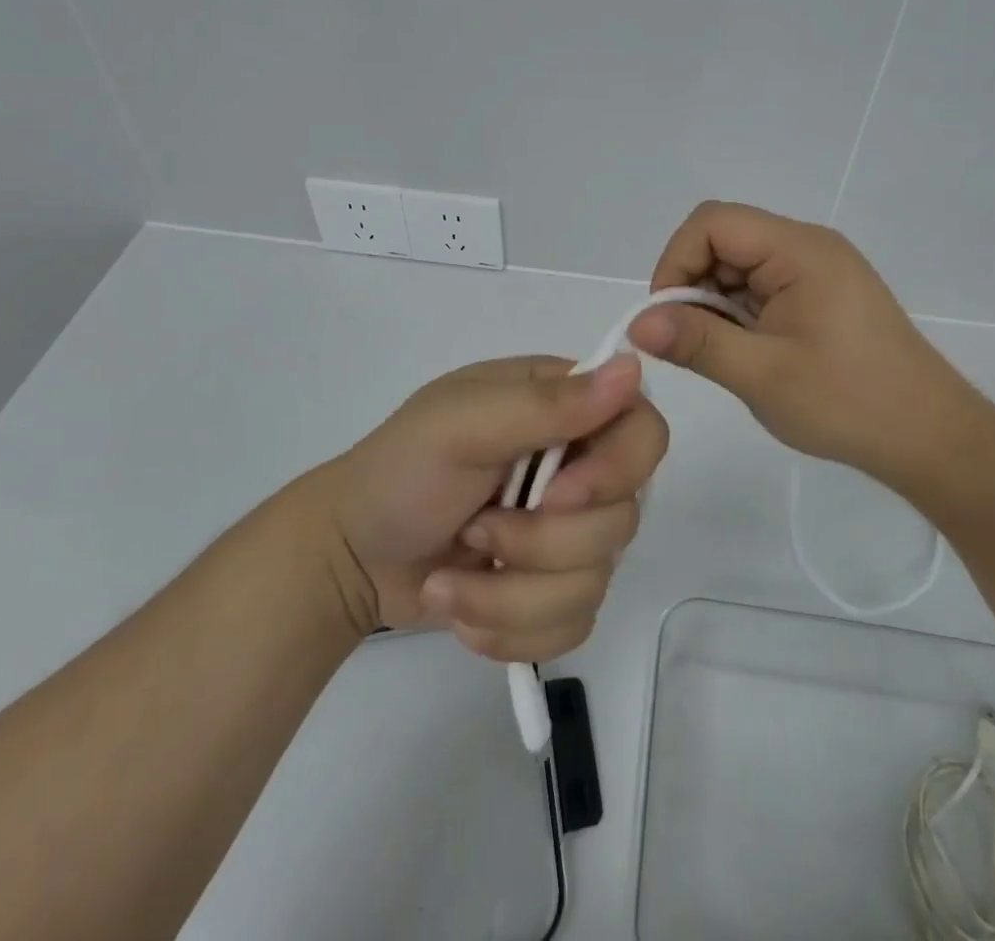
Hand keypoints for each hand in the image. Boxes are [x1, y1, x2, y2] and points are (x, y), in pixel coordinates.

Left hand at [311, 354, 666, 661]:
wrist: (351, 556)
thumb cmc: (400, 471)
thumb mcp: (462, 424)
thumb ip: (547, 403)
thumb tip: (634, 367)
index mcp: (565, 409)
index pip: (643, 433)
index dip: (615, 472)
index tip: (556, 496)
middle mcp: (580, 466)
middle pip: (623, 518)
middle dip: (540, 542)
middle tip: (474, 528)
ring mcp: (571, 533)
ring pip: (596, 580)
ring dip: (510, 592)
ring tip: (450, 576)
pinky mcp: (554, 590)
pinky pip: (573, 624)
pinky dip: (509, 627)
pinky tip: (464, 604)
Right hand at [628, 201, 994, 488]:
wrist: (930, 437)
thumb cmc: (849, 403)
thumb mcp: (762, 375)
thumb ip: (696, 341)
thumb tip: (637, 323)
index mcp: (799, 250)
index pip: (713, 223)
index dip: (676, 261)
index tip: (666, 317)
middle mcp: (808, 246)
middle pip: (724, 239)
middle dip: (693, 285)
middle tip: (690, 343)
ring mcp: (817, 269)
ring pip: (739, 265)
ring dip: (714, 303)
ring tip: (724, 354)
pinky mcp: (821, 294)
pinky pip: (761, 286)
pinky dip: (738, 313)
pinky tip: (746, 352)